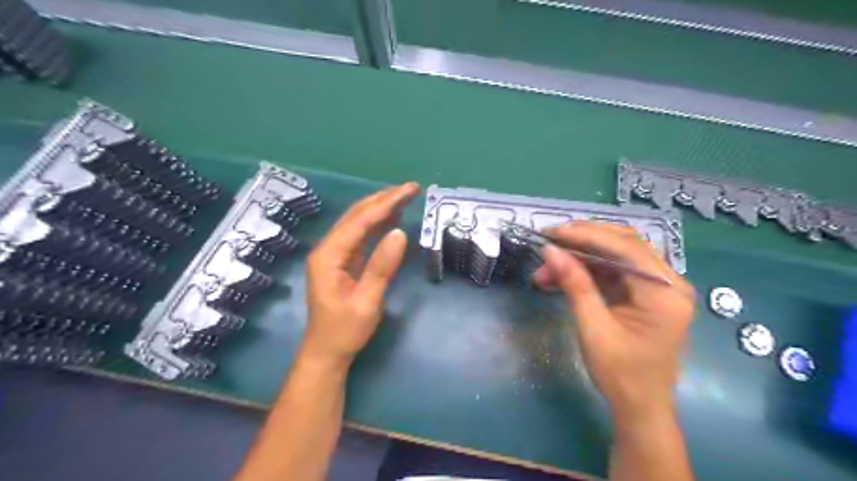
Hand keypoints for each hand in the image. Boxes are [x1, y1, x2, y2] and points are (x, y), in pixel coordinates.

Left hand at [301, 182, 419, 369]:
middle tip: (411, 188)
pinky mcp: (343, 262)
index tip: (409, 191)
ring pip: (359, 223)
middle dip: (384, 199)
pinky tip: (392, 218)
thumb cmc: (345, 331)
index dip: (385, 204)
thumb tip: (400, 233)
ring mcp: (335, 255)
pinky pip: (361, 236)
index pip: (359, 221)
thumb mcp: (366, 301)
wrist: (327, 353)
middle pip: (357, 216)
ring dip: (382, 208)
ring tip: (405, 196)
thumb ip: (381, 266)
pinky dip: (378, 224)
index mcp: (329, 255)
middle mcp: (328, 249)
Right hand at [534, 223, 694, 419]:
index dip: (586, 235)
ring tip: (546, 269)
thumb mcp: (593, 328)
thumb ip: (575, 285)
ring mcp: (657, 287)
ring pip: (614, 256)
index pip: (625, 248)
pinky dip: (585, 271)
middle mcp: (668, 282)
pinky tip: (559, 277)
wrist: (640, 407)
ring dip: (579, 258)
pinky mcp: (643, 294)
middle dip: (581, 242)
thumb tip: (551, 250)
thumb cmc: (621, 374)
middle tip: (548, 243)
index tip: (552, 233)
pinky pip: (612, 272)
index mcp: (665, 292)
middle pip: (622, 245)